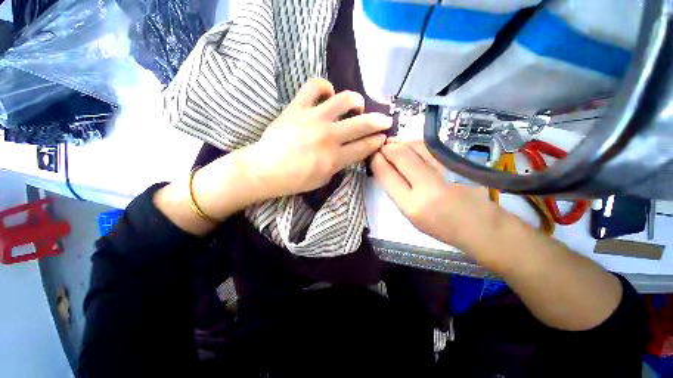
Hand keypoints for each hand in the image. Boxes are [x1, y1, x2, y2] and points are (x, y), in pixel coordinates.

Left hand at [244, 78, 391, 197]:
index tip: (383, 137)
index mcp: (335, 159)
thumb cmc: (296, 179)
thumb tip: (351, 150)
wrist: (265, 169)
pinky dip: (324, 86)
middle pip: (362, 124)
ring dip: (356, 100)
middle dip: (379, 122)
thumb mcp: (324, 178)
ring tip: (358, 104)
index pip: (364, 147)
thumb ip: (340, 163)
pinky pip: (314, 86)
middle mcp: (328, 136)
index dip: (376, 141)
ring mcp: (313, 119)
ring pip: (343, 100)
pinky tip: (328, 93)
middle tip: (385, 120)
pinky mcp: (297, 107)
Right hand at [370, 140, 498, 252]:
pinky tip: (408, 144)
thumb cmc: (441, 227)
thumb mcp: (410, 216)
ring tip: (392, 143)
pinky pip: (429, 147)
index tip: (372, 155)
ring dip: (400, 142)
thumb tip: (384, 168)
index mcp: (411, 205)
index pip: (386, 174)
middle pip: (399, 155)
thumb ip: (396, 191)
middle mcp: (427, 186)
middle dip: (386, 147)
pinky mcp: (457, 162)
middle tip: (380, 146)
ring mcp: (445, 171)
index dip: (376, 160)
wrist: (481, 225)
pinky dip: (414, 143)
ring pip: (415, 146)